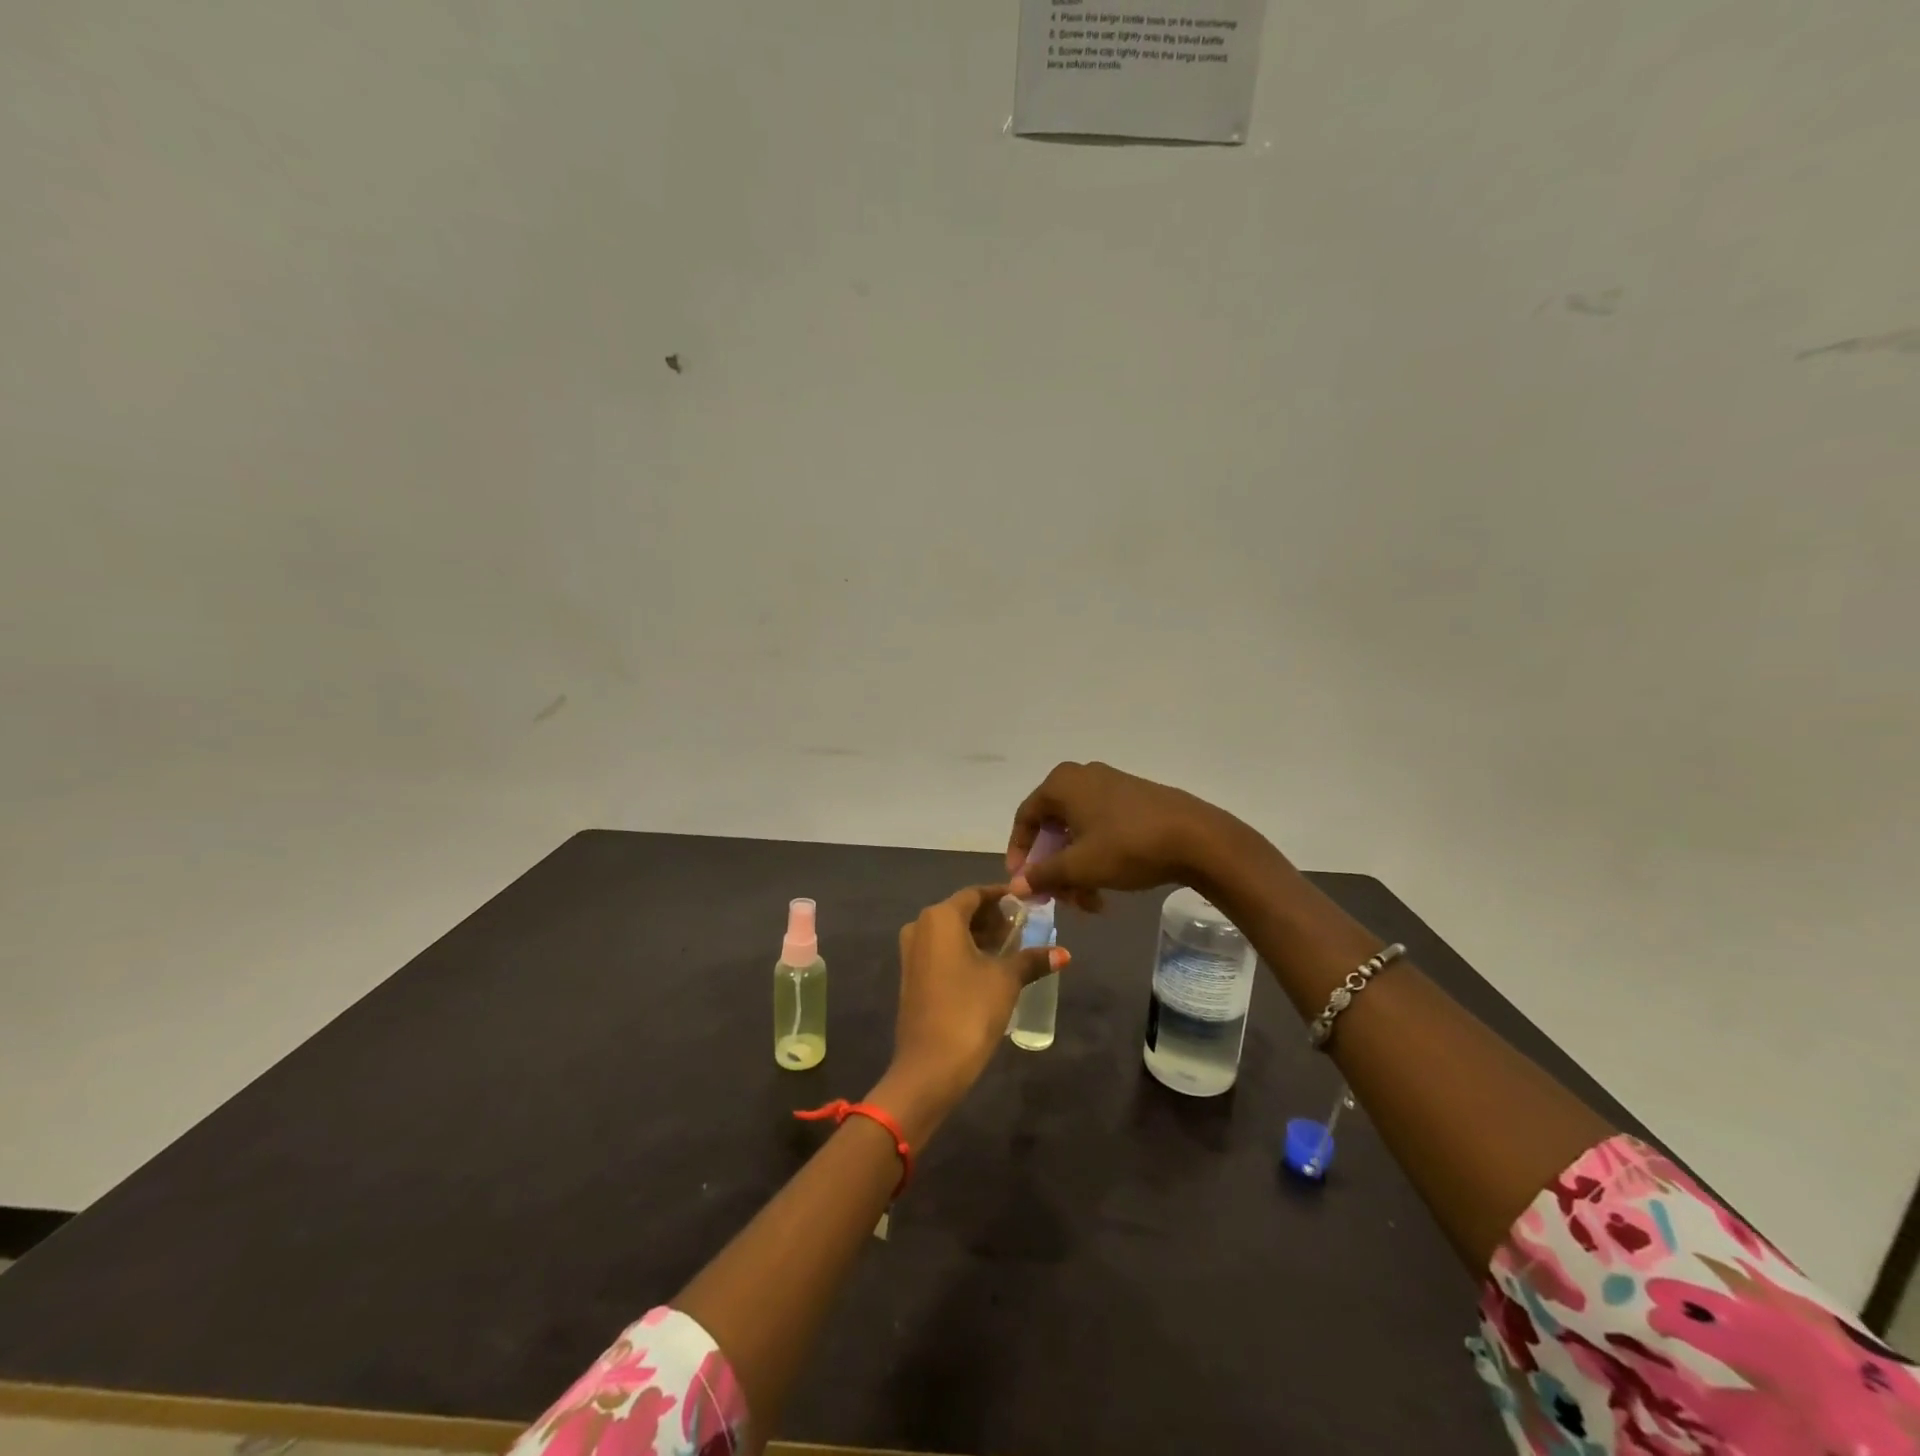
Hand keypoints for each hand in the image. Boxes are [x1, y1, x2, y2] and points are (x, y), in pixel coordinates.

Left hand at [872, 885, 1065, 1144]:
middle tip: (1023, 928)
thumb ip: (1032, 959)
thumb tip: (1063, 953)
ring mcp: (912, 952)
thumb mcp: (1006, 980)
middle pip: (962, 911)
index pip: (976, 893)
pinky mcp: (911, 976)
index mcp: (941, 917)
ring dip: (979, 936)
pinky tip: (989, 968)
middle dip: (992, 918)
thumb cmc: (970, 1009)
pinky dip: (964, 952)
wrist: (929, 1065)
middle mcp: (921, 926)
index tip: (1027, 903)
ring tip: (1011, 950)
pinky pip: (941, 951)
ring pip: (951, 933)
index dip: (1002, 897)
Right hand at [1006, 761, 1238, 906]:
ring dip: (1076, 868)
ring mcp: (1110, 785)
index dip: (1019, 853)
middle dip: (1053, 867)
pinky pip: (1101, 827)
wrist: (1196, 837)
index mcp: (1061, 784)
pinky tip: (1106, 886)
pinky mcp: (1133, 798)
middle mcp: (1082, 777)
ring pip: (1078, 831)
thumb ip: (1042, 875)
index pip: (1026, 818)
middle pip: (1053, 827)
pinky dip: (1096, 856)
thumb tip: (1015, 885)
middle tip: (1060, 898)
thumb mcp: (1079, 866)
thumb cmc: (1127, 846)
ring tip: (1089, 901)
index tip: (1023, 883)